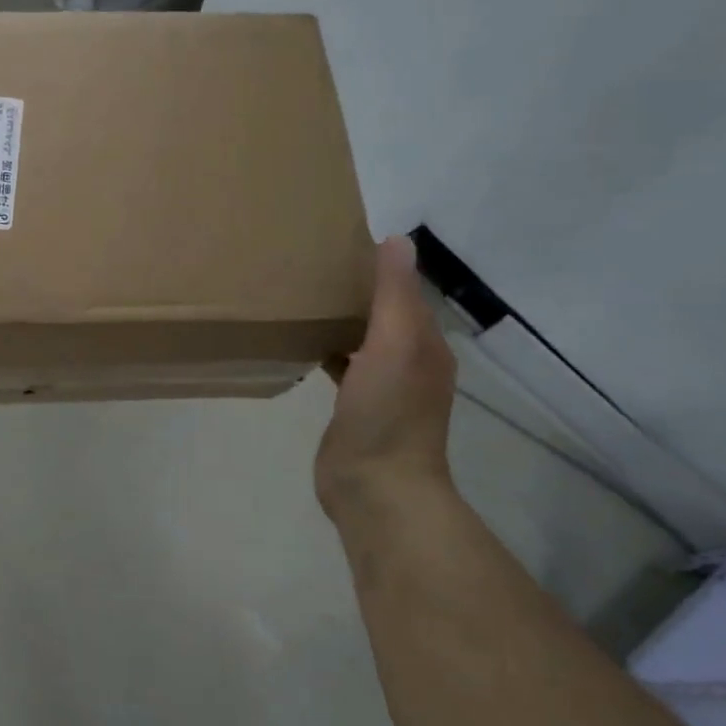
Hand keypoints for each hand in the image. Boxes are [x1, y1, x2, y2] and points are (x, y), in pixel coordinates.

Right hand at [315, 235, 457, 519]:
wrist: (375, 485)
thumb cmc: (388, 412)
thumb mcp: (396, 344)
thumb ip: (394, 294)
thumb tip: (396, 239)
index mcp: (425, 344)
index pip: (404, 293)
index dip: (378, 268)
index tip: (338, 244)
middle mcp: (408, 361)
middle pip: (382, 314)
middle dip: (355, 291)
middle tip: (311, 265)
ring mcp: (381, 387)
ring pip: (360, 339)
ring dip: (340, 319)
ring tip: (302, 295)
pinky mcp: (354, 407)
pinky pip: (341, 365)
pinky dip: (326, 348)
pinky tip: (301, 341)